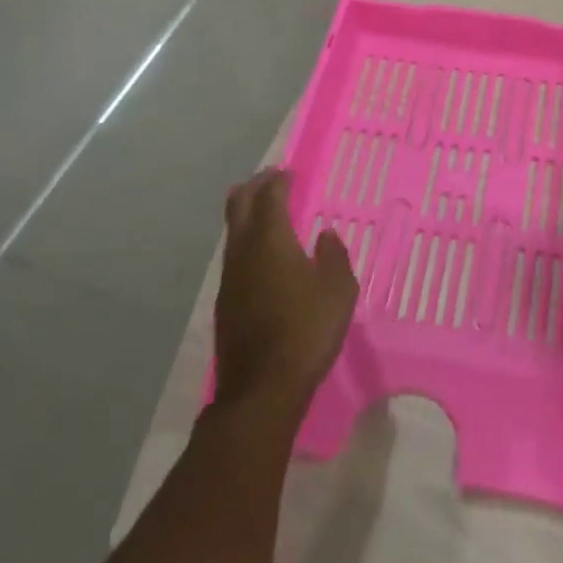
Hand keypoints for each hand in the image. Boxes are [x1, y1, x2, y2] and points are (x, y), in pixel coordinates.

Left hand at [213, 169, 358, 407]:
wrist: (261, 390)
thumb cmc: (306, 331)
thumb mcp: (338, 290)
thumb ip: (334, 255)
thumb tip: (325, 235)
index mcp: (271, 239)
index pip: (269, 195)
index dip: (279, 180)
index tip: (290, 172)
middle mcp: (244, 250)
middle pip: (239, 205)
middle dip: (255, 186)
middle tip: (272, 179)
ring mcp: (229, 277)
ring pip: (232, 230)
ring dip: (247, 213)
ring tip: (266, 212)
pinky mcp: (225, 302)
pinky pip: (234, 255)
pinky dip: (246, 240)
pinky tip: (262, 255)